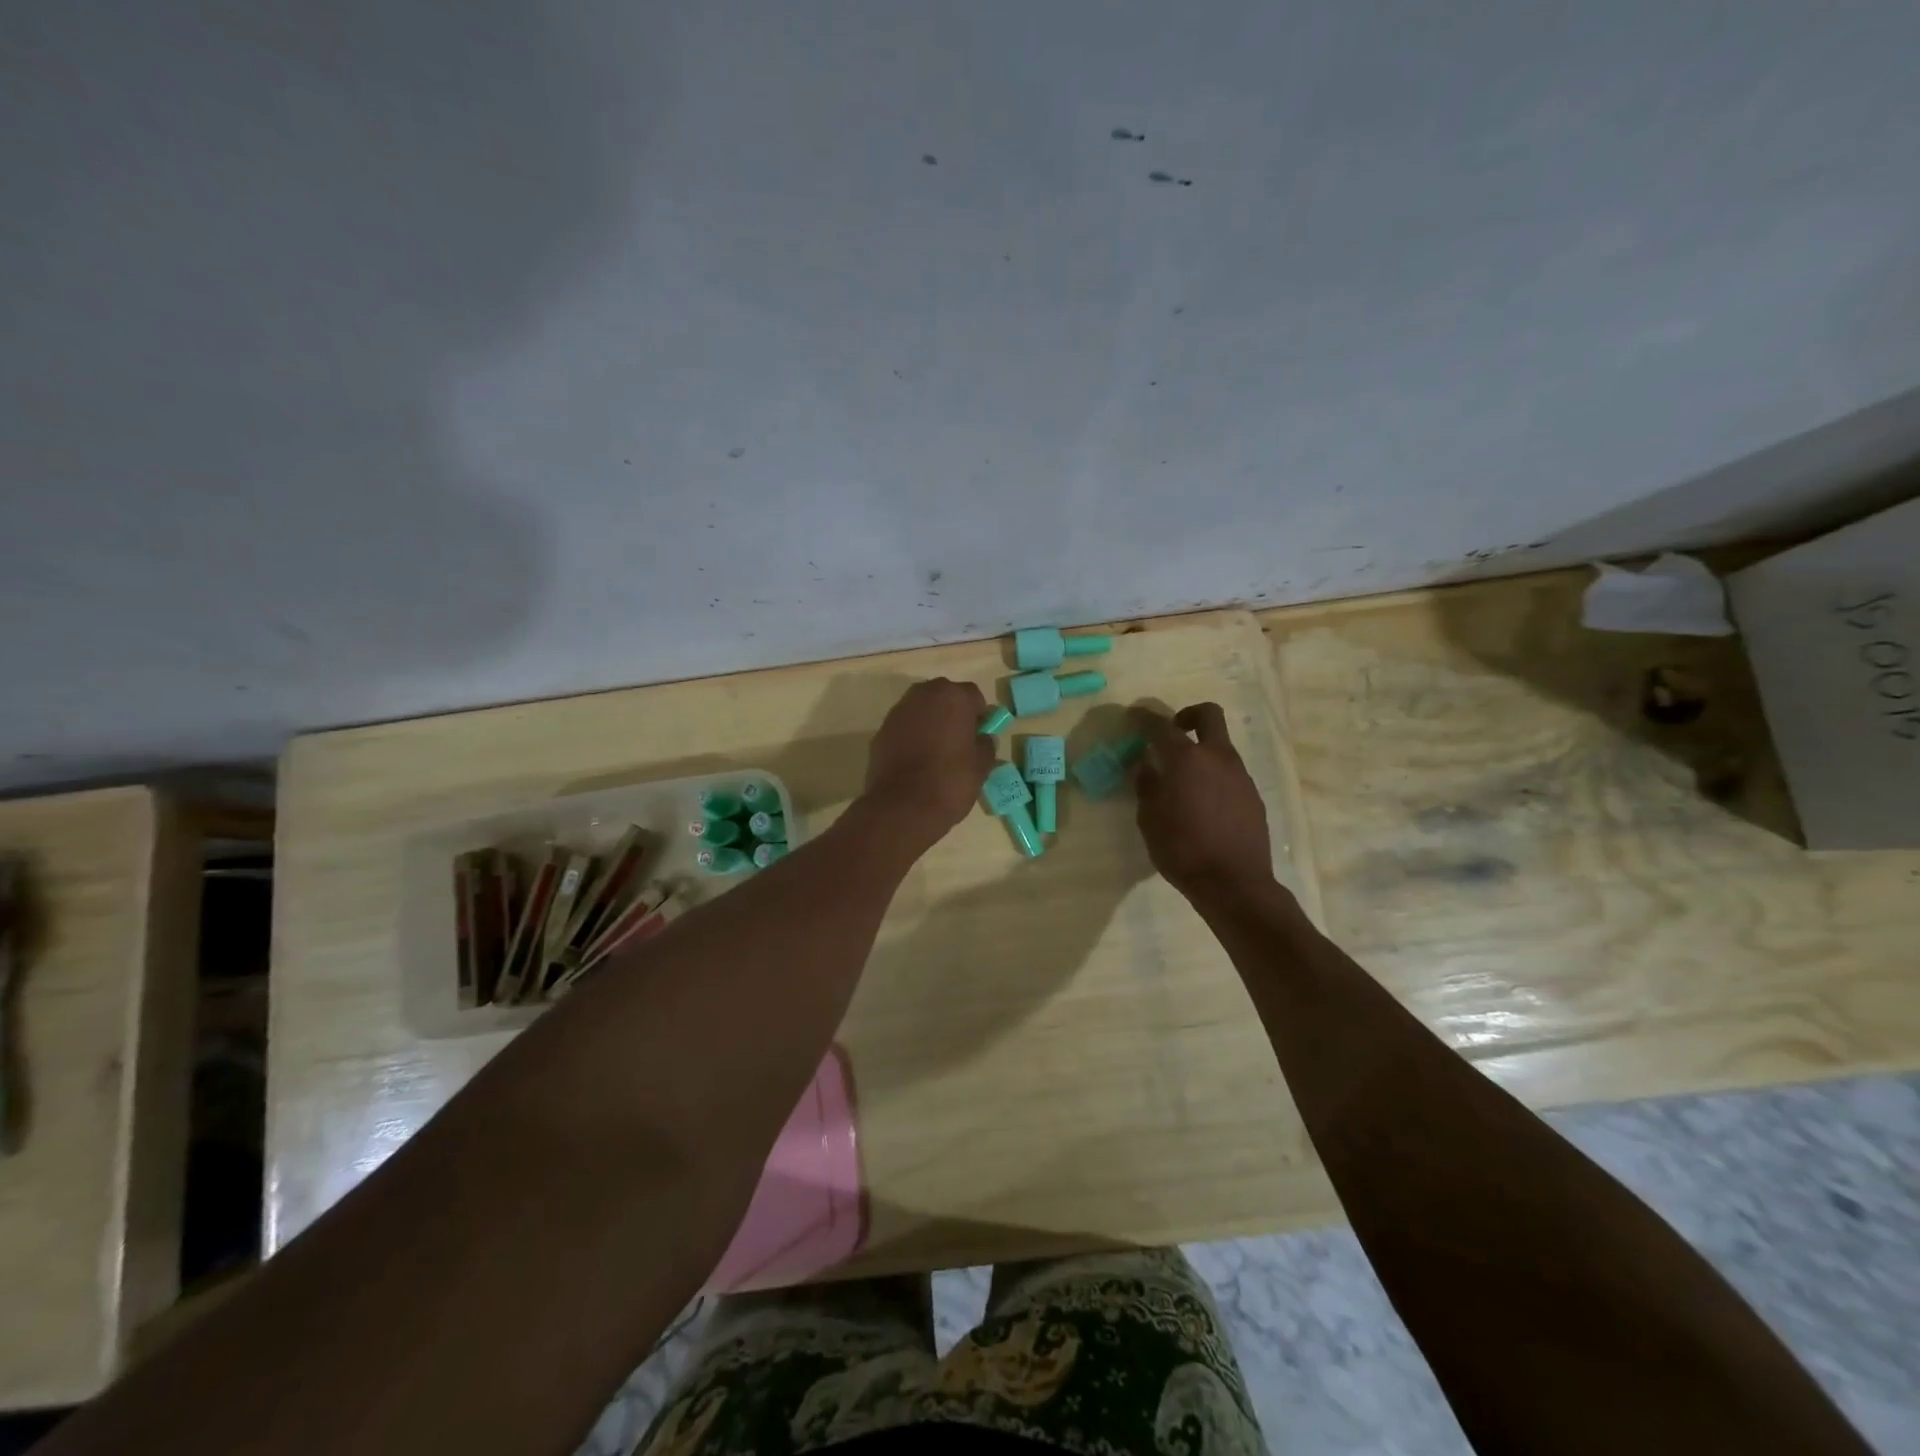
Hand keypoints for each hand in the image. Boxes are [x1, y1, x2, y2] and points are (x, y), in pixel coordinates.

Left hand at [861, 678, 995, 847]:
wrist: (902, 807)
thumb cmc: (950, 782)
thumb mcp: (981, 766)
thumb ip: (985, 745)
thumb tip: (983, 738)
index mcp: (953, 697)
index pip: (973, 696)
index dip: (979, 715)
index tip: (980, 735)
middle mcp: (923, 695)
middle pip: (944, 697)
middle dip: (952, 713)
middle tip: (959, 741)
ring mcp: (898, 712)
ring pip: (921, 710)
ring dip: (930, 723)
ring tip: (937, 752)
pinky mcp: (880, 731)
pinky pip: (904, 727)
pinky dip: (911, 736)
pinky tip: (916, 761)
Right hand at [1135, 703, 1273, 900]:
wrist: (1233, 883)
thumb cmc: (1182, 849)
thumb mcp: (1149, 819)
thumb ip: (1147, 787)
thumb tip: (1147, 767)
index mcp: (1186, 759)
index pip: (1161, 726)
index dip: (1144, 718)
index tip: (1133, 716)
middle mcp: (1217, 758)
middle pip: (1208, 715)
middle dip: (1188, 715)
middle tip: (1173, 732)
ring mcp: (1240, 775)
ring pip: (1221, 746)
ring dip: (1202, 751)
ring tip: (1184, 779)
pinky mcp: (1253, 795)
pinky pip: (1230, 773)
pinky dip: (1214, 776)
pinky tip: (1203, 804)